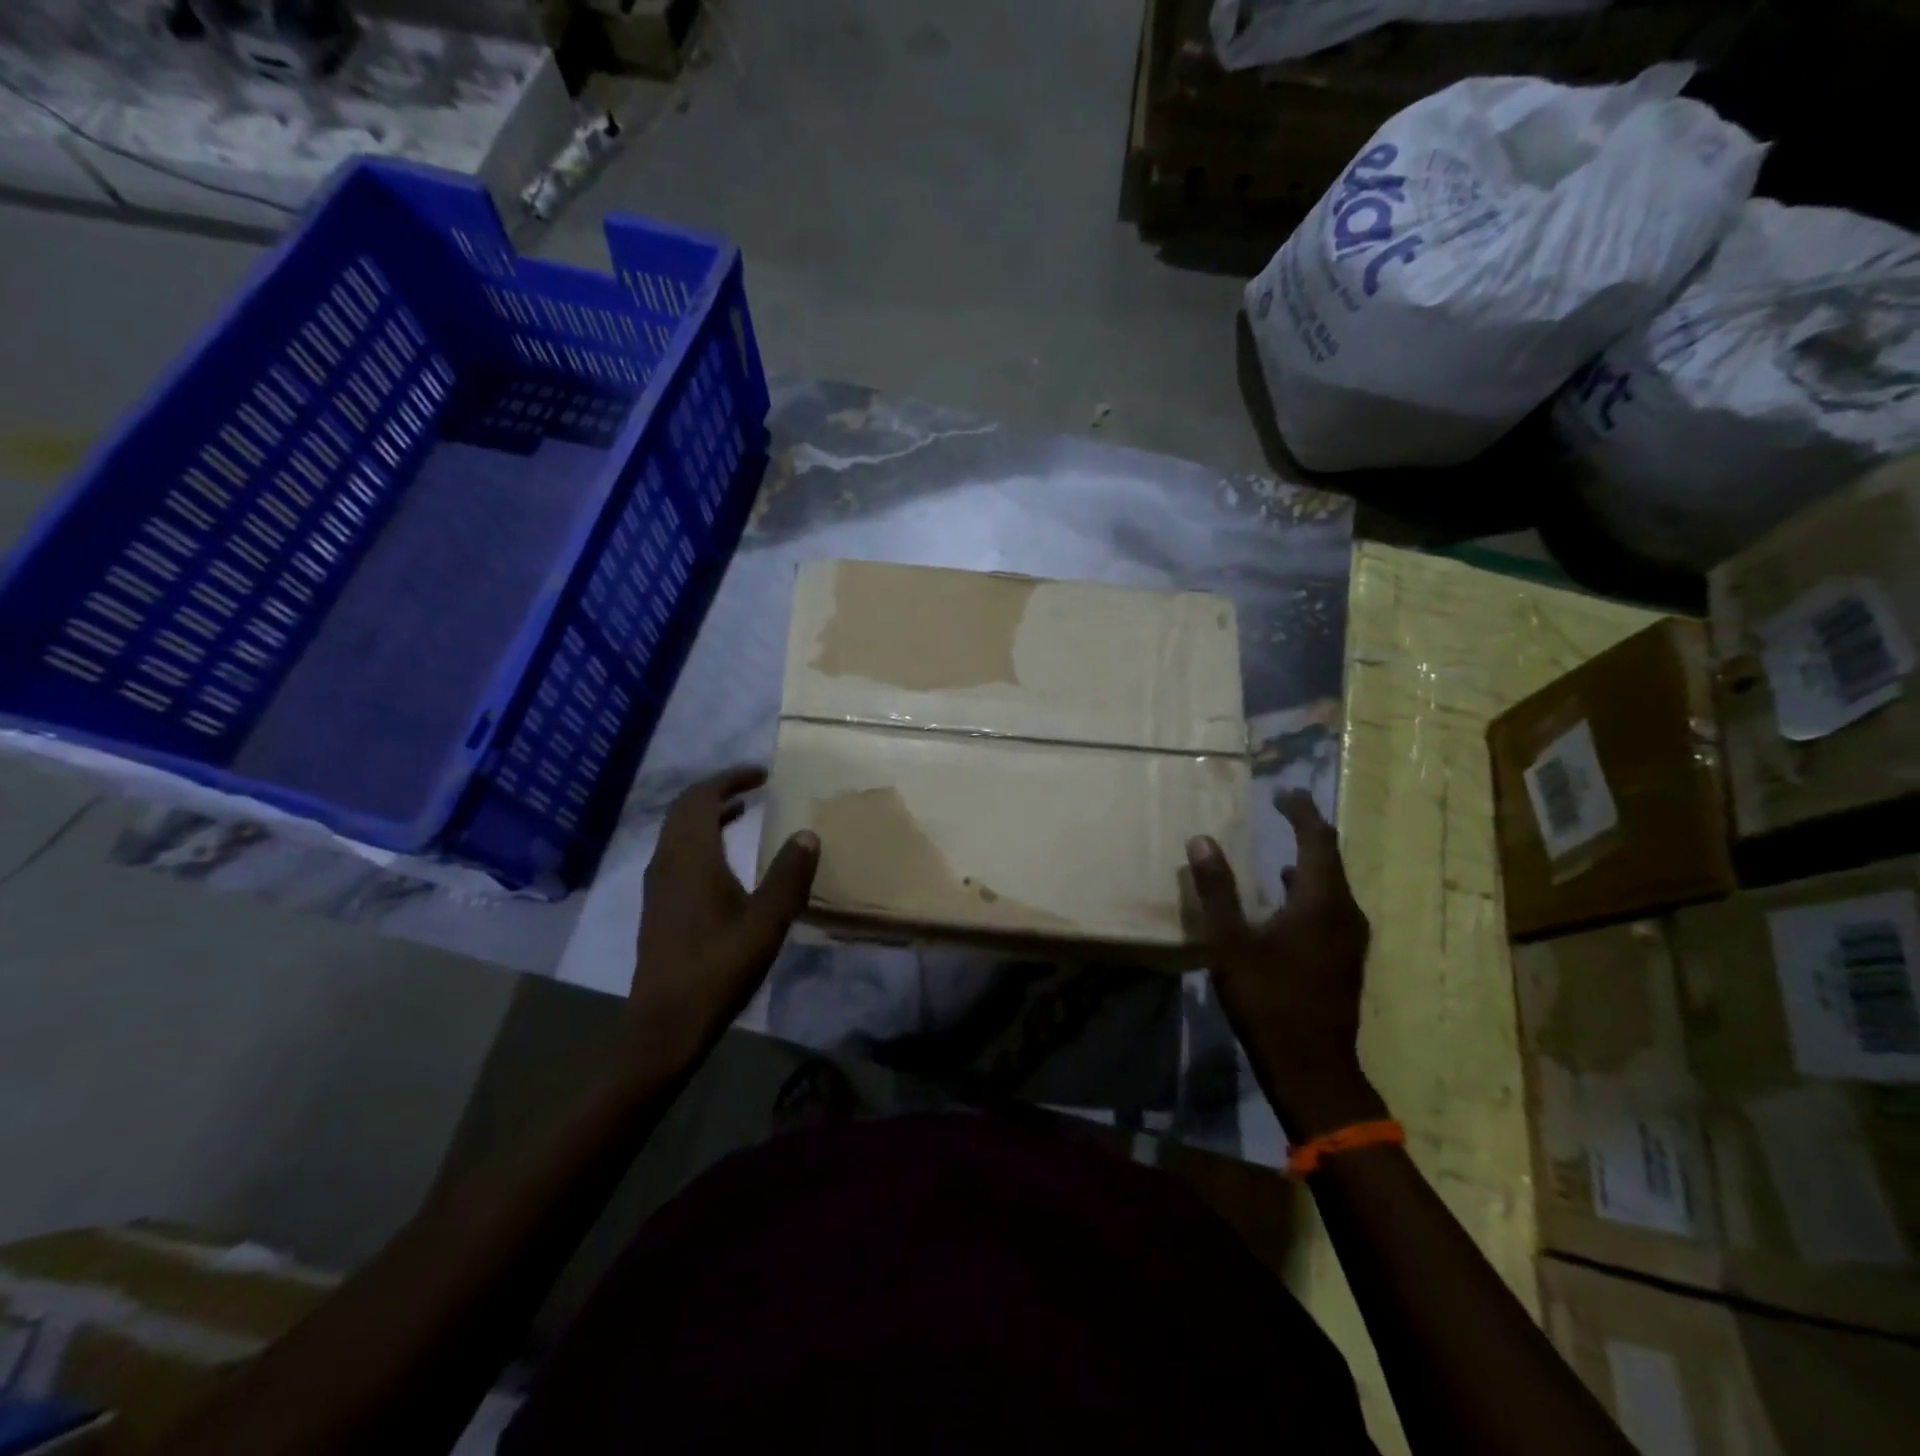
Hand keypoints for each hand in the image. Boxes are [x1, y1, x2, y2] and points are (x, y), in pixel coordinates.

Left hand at [633, 767, 818, 1049]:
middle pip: (685, 808)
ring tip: (743, 812)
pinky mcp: (658, 905)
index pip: (702, 797)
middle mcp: (667, 861)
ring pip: (678, 831)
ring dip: (708, 814)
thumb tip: (807, 833)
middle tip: (754, 787)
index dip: (731, 779)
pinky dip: (701, 838)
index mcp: (691, 857)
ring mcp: (658, 884)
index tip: (762, 775)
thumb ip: (789, 875)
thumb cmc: (719, 968)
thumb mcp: (766, 922)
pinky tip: (724, 860)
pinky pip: (676, 852)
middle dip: (718, 791)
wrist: (666, 1024)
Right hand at [1187, 791, 1384, 1139]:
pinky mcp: (1344, 958)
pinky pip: (1329, 907)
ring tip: (1280, 850)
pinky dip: (1308, 890)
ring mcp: (1349, 938)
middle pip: (1329, 859)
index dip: (1301, 812)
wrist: (1313, 1068)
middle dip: (1307, 831)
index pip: (1317, 840)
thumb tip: (1201, 840)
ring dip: (1308, 862)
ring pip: (1331, 885)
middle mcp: (1344, 913)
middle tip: (1283, 810)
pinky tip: (1284, 901)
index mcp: (1320, 902)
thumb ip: (1217, 890)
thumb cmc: (1269, 1000)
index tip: (1284, 792)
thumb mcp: (1231, 943)